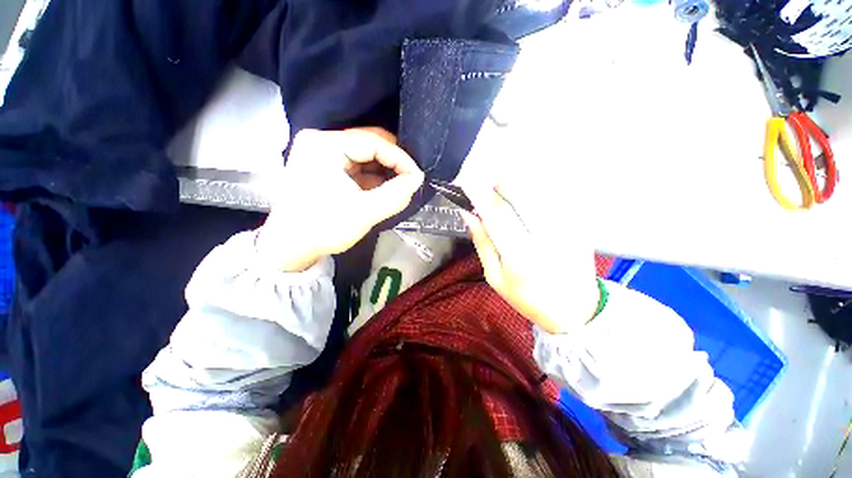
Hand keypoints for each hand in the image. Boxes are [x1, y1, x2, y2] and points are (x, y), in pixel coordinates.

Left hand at [258, 128, 423, 271]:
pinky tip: (383, 189)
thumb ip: (395, 195)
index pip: (373, 142)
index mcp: (325, 146)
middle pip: (369, 143)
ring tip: (399, 186)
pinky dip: (373, 176)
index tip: (417, 177)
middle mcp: (321, 141)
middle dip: (393, 163)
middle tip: (410, 180)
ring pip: (365, 154)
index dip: (400, 159)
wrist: (290, 248)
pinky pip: (357, 165)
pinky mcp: (325, 165)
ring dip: (384, 170)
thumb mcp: (364, 213)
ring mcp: (322, 152)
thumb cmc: (323, 229)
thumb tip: (418, 179)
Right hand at [459, 180, 600, 334]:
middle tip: (486, 183)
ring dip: (516, 183)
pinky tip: (526, 200)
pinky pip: (552, 194)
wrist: (575, 308)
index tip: (466, 182)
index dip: (479, 195)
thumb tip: (468, 213)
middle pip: (520, 192)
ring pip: (537, 188)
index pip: (496, 214)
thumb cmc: (527, 297)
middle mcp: (546, 236)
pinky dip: (534, 190)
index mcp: (521, 256)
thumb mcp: (494, 277)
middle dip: (499, 182)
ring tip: (503, 189)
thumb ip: (482, 242)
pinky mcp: (579, 222)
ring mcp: (567, 226)